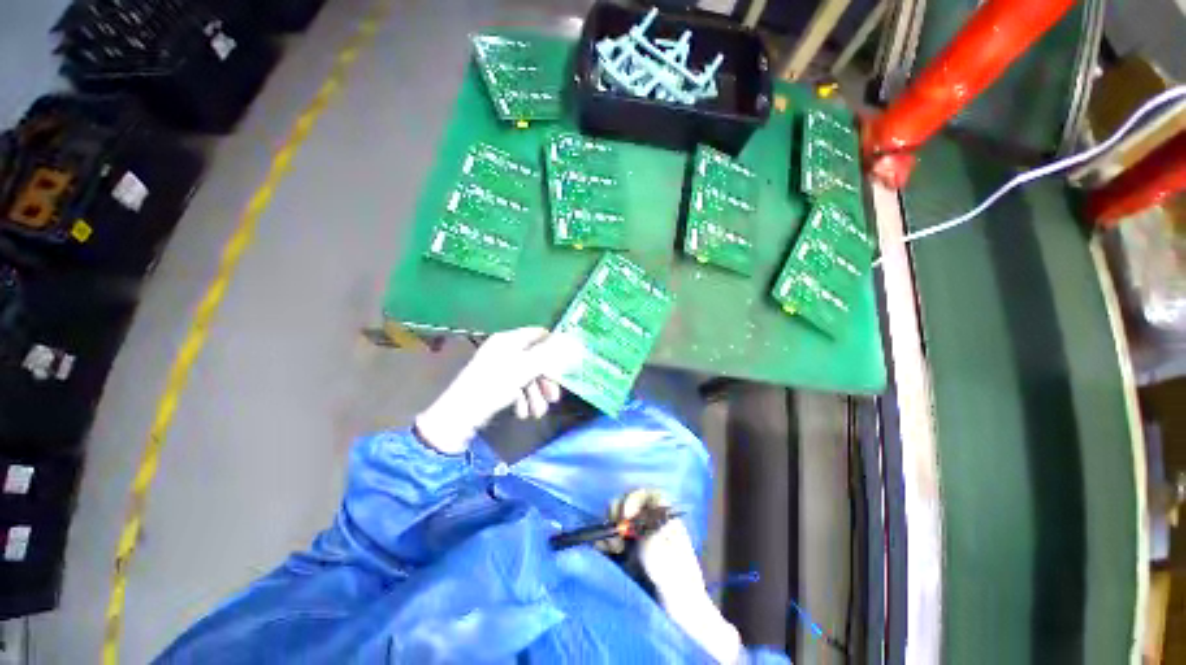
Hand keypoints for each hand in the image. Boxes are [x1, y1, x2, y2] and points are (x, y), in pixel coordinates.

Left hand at [415, 327, 580, 453]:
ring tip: (536, 413)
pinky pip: (517, 387)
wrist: (459, 417)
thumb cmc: (493, 387)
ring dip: (536, 395)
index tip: (565, 365)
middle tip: (554, 397)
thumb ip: (549, 354)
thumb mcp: (524, 369)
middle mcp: (505, 350)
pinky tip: (522, 413)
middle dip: (546, 380)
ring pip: (528, 376)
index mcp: (509, 340)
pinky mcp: (496, 385)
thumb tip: (572, 341)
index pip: (539, 334)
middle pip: (536, 359)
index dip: (554, 348)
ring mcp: (499, 368)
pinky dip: (523, 399)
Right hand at [612, 489, 742, 663]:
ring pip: (618, 519)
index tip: (627, 514)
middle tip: (617, 532)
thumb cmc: (679, 588)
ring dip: (610, 527)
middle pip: (630, 503)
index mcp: (665, 522)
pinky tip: (604, 551)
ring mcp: (637, 539)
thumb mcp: (667, 563)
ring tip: (612, 547)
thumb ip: (651, 541)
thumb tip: (631, 525)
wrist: (679, 620)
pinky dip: (603, 540)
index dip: (636, 498)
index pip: (650, 495)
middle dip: (619, 512)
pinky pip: (609, 538)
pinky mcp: (625, 554)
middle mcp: (650, 525)